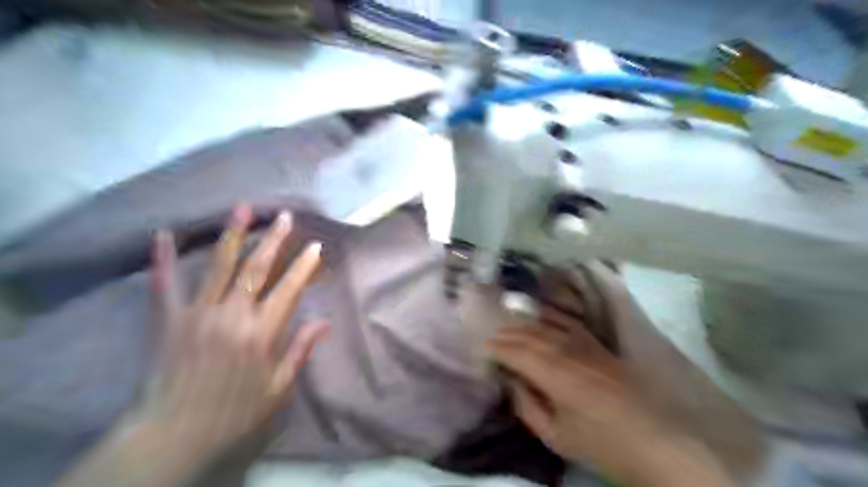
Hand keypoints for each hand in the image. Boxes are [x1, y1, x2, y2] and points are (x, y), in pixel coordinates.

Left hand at [141, 206, 329, 456]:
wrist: (172, 435)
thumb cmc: (234, 413)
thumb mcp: (277, 388)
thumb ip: (300, 350)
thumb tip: (324, 321)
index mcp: (262, 332)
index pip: (289, 289)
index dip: (304, 266)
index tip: (315, 245)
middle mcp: (232, 314)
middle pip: (257, 269)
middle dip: (273, 240)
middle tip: (284, 216)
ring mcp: (198, 312)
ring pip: (219, 266)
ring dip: (233, 235)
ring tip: (242, 209)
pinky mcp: (168, 319)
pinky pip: (165, 284)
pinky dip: (163, 258)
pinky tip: (162, 233)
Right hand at [487, 311, 731, 486]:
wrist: (657, 441)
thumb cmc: (602, 444)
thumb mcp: (557, 436)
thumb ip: (528, 406)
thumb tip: (511, 382)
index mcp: (554, 374)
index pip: (516, 353)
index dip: (497, 348)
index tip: (482, 347)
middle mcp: (567, 352)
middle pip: (531, 336)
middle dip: (508, 333)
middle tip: (491, 334)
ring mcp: (586, 346)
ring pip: (549, 328)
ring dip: (526, 325)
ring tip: (510, 324)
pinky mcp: (600, 346)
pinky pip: (570, 325)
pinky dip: (553, 319)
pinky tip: (544, 317)